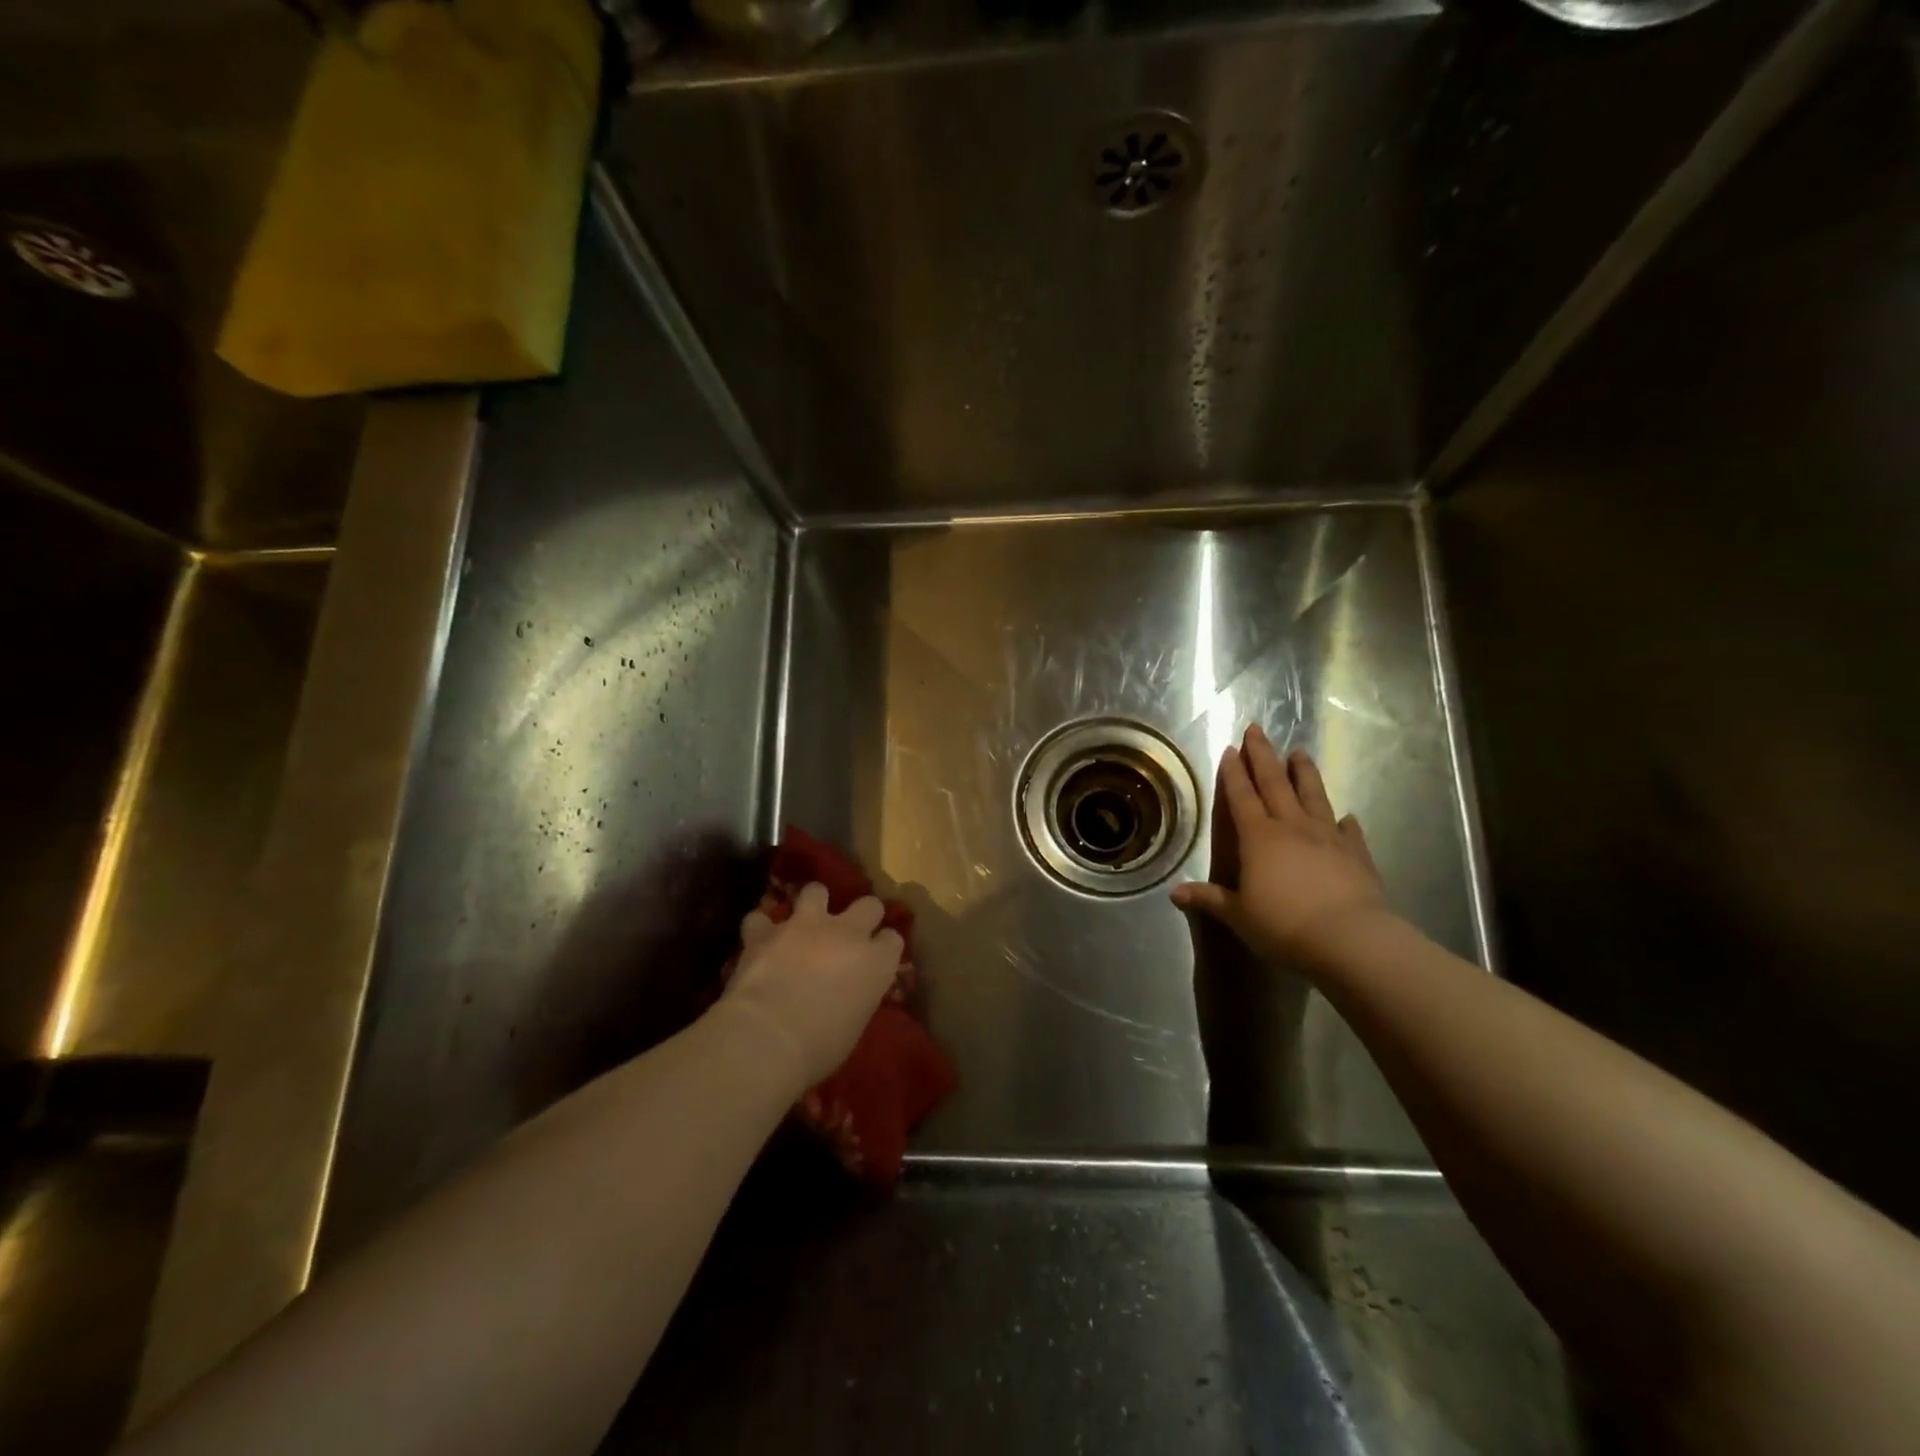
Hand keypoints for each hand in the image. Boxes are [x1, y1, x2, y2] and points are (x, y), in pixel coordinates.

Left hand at [720, 883, 902, 1088]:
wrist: (767, 1037)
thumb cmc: (820, 1047)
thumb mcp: (854, 1025)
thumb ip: (856, 996)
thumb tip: (847, 993)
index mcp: (876, 962)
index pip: (893, 940)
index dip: (884, 948)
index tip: (876, 960)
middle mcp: (847, 933)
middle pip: (869, 905)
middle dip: (862, 915)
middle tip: (848, 934)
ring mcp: (805, 925)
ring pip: (816, 891)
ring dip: (812, 905)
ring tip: (803, 922)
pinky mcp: (767, 930)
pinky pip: (762, 918)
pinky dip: (761, 929)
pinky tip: (759, 940)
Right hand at [1172, 725, 1390, 964]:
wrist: (1348, 939)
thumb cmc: (1283, 925)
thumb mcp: (1238, 915)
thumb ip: (1209, 899)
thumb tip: (1175, 893)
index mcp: (1258, 837)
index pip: (1242, 796)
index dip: (1234, 773)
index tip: (1230, 749)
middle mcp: (1292, 827)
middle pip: (1275, 784)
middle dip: (1263, 756)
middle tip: (1257, 730)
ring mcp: (1328, 837)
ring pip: (1314, 796)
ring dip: (1305, 774)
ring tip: (1300, 753)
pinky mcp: (1356, 854)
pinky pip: (1349, 831)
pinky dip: (1345, 822)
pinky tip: (1347, 816)